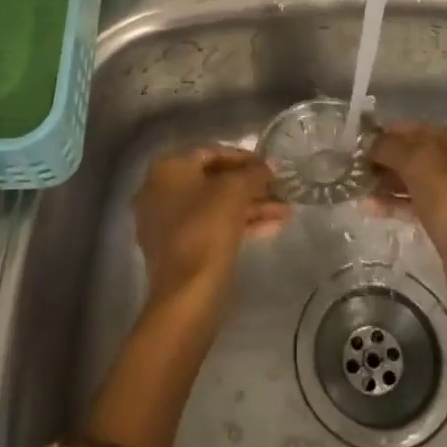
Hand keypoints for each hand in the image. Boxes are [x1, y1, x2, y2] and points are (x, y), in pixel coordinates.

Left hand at [133, 147, 287, 332]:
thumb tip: (269, 165)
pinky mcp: (179, 250)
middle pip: (213, 181)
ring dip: (251, 206)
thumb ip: (253, 173)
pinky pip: (212, 228)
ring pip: (215, 207)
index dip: (243, 157)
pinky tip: (274, 227)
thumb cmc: (206, 228)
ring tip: (286, 211)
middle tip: (279, 189)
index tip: (269, 166)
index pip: (210, 152)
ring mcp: (168, 223)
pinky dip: (239, 225)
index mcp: (167, 169)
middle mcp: (161, 191)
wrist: (187, 294)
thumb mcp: (235, 191)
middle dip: (249, 185)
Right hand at [369, 122, 446, 349]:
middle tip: (356, 166)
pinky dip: (399, 202)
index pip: (421, 127)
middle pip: (420, 153)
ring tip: (358, 187)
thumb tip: (372, 142)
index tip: (360, 141)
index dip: (390, 133)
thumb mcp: (420, 167)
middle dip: (387, 159)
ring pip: (419, 179)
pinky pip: (422, 203)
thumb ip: (392, 147)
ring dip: (389, 182)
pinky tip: (370, 208)